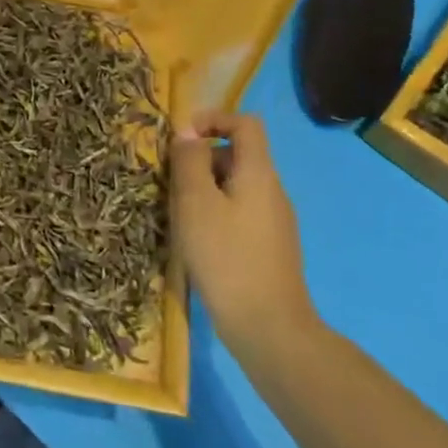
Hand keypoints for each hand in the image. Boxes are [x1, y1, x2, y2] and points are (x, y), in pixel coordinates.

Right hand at [171, 111, 317, 360]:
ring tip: (180, 215)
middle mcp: (273, 190)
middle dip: (202, 159)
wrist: (268, 329)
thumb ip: (190, 161)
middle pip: (238, 154)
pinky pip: (241, 212)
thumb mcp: (196, 202)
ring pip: (236, 186)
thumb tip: (188, 133)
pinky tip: (199, 242)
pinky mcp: (270, 248)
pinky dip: (217, 213)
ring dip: (206, 189)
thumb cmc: (226, 258)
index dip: (214, 118)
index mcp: (259, 172)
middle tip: (172, 183)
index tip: (182, 137)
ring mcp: (275, 221)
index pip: (245, 123)